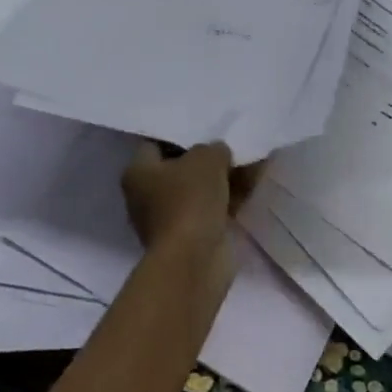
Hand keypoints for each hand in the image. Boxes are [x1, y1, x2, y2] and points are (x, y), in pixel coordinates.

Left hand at [121, 141, 242, 285]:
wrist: (194, 260)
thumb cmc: (189, 200)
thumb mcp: (206, 158)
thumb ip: (214, 148)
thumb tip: (218, 153)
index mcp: (138, 172)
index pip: (156, 144)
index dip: (180, 136)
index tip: (206, 130)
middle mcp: (147, 196)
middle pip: (180, 168)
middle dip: (207, 159)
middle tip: (232, 145)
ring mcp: (169, 219)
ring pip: (199, 190)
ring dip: (223, 179)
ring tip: (251, 161)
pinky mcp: (191, 237)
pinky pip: (212, 209)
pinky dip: (229, 199)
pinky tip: (253, 185)